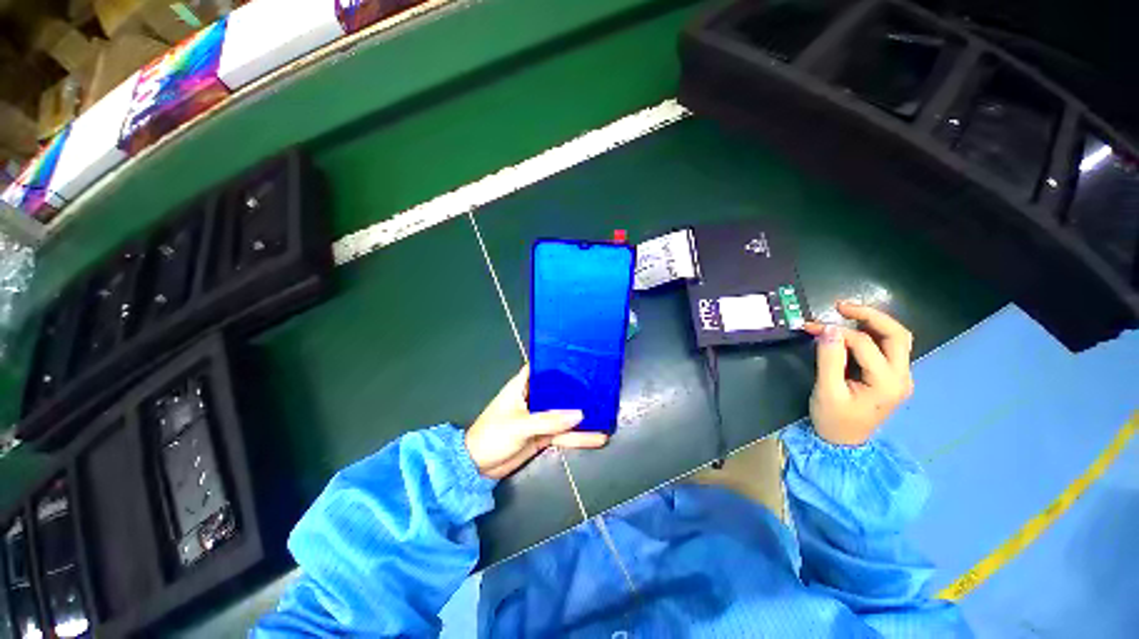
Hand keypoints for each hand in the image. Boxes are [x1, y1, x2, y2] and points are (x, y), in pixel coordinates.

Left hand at [466, 366, 608, 478]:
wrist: (477, 467)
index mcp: (522, 386)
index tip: (581, 359)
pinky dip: (579, 436)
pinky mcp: (544, 435)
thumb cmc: (492, 436)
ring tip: (606, 413)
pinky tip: (598, 437)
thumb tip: (580, 415)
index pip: (542, 367)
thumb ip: (549, 420)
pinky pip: (564, 433)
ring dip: (582, 415)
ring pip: (565, 413)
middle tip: (602, 384)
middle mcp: (534, 398)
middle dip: (577, 388)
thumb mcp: (519, 426)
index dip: (559, 362)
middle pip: (559, 389)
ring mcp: (540, 417)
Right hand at [802, 302, 914, 445]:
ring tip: (846, 313)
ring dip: (873, 322)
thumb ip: (829, 359)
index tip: (812, 328)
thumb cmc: (834, 420)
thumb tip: (829, 329)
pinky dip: (871, 334)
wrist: (843, 444)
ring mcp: (900, 377)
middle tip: (841, 306)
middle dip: (870, 316)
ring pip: (896, 338)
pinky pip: (887, 348)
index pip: (865, 344)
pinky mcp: (891, 377)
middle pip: (897, 335)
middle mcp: (902, 377)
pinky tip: (853, 330)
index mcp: (887, 383)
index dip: (837, 332)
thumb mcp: (826, 391)